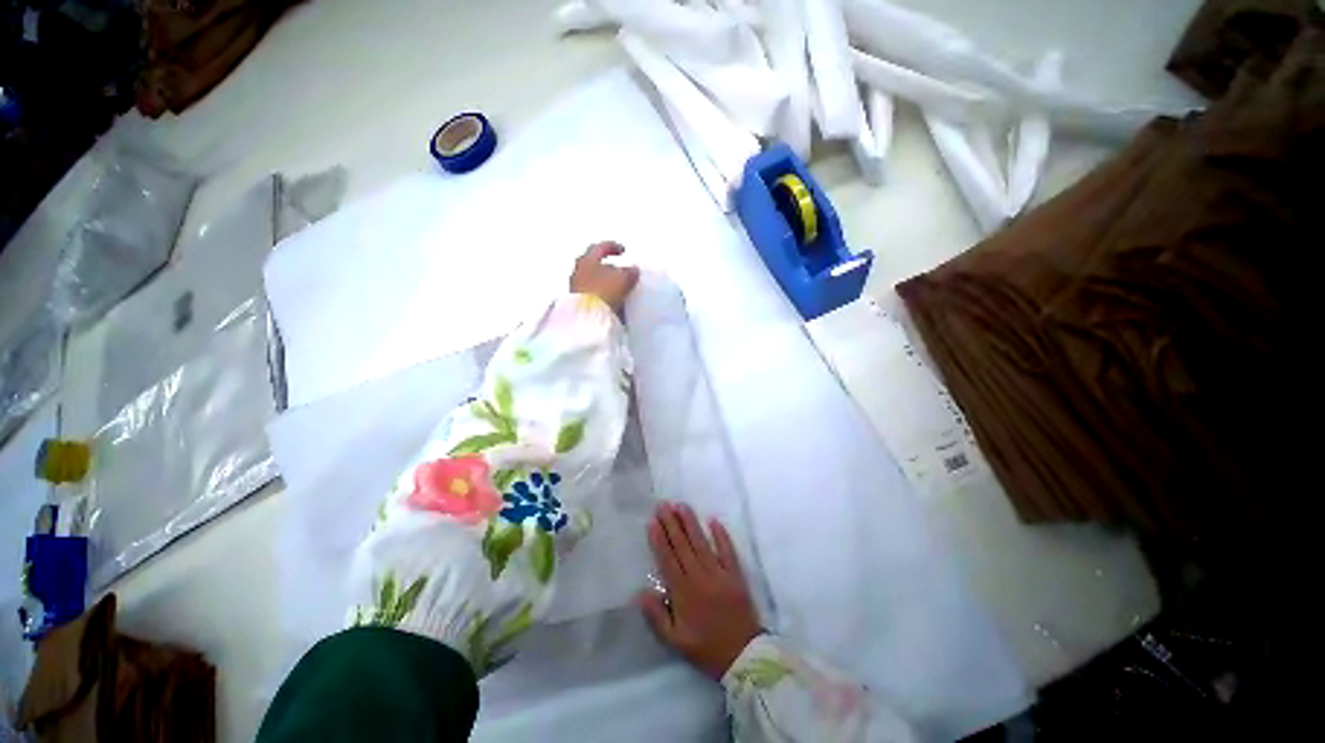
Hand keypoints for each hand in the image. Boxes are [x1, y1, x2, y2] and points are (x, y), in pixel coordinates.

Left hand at [569, 241, 639, 312]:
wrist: (587, 319)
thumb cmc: (602, 293)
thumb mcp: (622, 279)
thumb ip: (629, 272)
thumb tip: (633, 271)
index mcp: (586, 260)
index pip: (600, 248)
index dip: (612, 247)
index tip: (622, 250)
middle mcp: (578, 273)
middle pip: (595, 265)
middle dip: (609, 267)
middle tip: (622, 271)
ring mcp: (577, 290)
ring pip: (595, 281)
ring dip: (607, 283)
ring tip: (620, 289)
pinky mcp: (580, 305)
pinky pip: (595, 296)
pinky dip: (604, 296)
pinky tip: (614, 302)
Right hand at [637, 502, 762, 679]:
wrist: (743, 657)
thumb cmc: (705, 648)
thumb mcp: (675, 641)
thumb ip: (656, 616)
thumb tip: (639, 592)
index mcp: (683, 592)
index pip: (667, 559)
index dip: (659, 539)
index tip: (652, 521)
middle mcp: (699, 577)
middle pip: (682, 545)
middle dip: (671, 523)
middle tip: (663, 504)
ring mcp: (719, 573)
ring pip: (701, 543)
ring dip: (691, 523)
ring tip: (681, 505)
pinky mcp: (735, 574)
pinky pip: (727, 550)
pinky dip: (721, 535)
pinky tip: (713, 520)